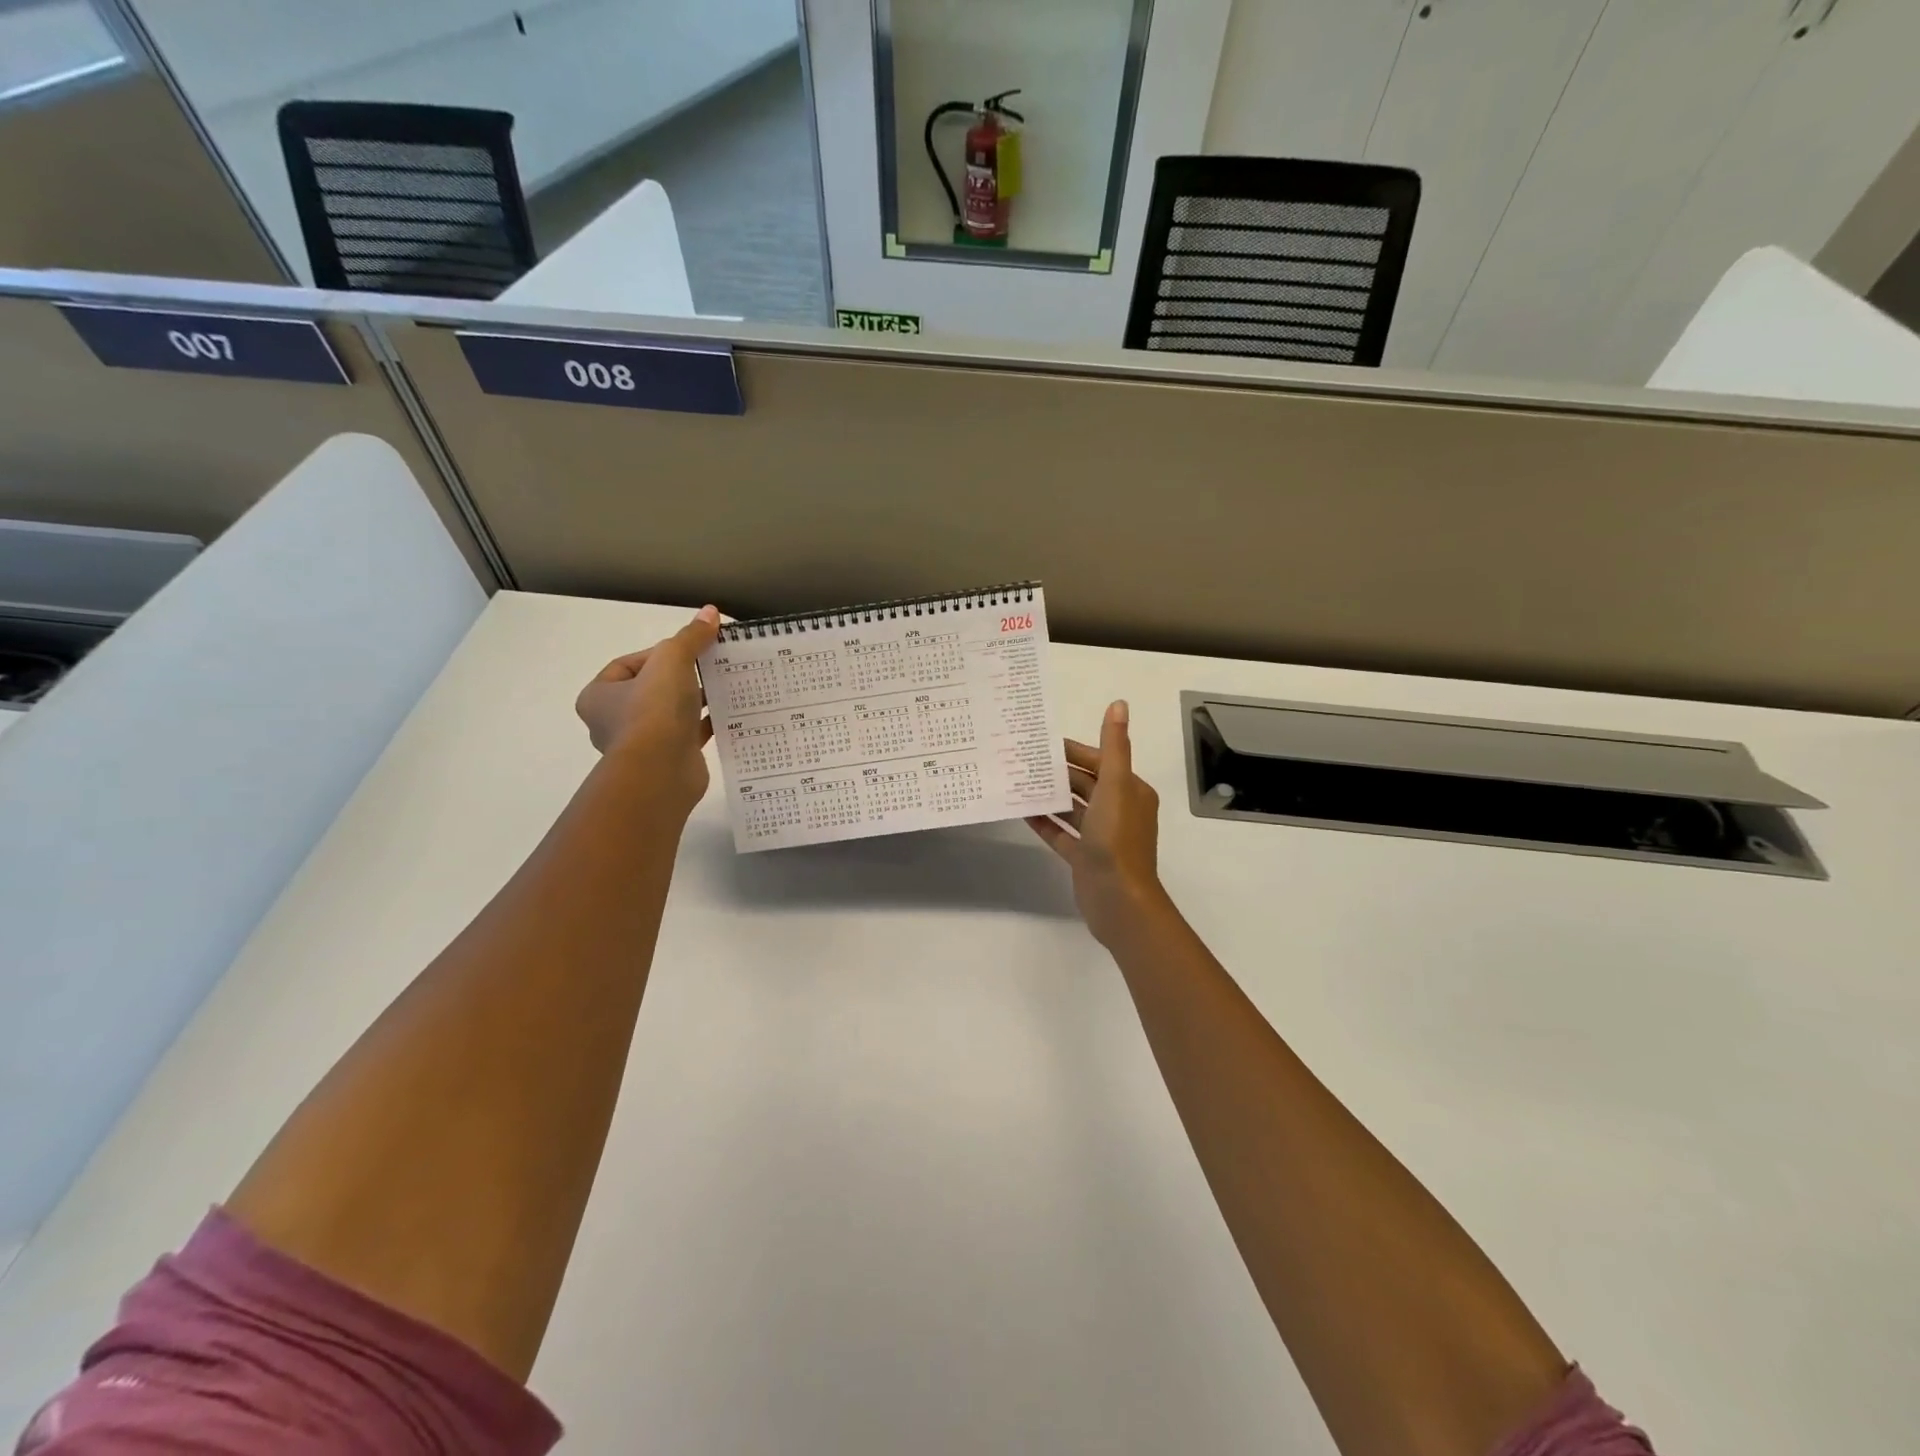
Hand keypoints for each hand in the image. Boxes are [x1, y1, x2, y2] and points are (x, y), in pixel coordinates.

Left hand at [575, 606, 720, 809]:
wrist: (662, 772)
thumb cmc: (653, 711)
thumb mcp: (672, 660)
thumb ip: (690, 637)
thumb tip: (710, 612)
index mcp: (598, 696)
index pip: (627, 664)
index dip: (658, 653)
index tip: (687, 652)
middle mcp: (613, 721)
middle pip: (651, 688)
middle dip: (680, 678)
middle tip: (708, 667)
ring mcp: (642, 744)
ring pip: (671, 713)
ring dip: (694, 701)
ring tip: (723, 688)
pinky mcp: (668, 759)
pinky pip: (688, 734)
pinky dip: (705, 723)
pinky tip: (728, 713)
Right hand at [1028, 701, 1172, 947]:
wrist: (1118, 899)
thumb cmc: (1117, 838)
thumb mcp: (1115, 785)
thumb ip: (1113, 746)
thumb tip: (1119, 704)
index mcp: (1131, 791)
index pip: (1100, 761)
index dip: (1073, 751)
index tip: (1042, 744)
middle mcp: (1118, 810)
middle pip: (1085, 784)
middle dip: (1058, 772)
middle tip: (1022, 760)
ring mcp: (1101, 836)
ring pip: (1072, 808)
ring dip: (1050, 796)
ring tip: (1018, 782)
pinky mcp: (1084, 857)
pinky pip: (1062, 833)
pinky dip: (1045, 822)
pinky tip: (1022, 811)